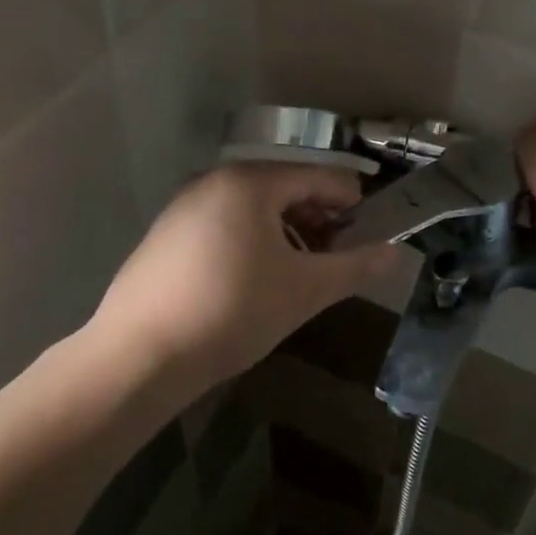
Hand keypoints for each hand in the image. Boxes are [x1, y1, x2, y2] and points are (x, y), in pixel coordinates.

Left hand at [85, 164, 404, 389]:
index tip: (368, 237)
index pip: (321, 177)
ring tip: (300, 273)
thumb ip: (357, 267)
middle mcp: (216, 180)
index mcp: (251, 182)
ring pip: (255, 207)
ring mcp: (185, 205)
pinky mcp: (166, 233)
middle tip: (336, 259)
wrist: (136, 358)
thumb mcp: (305, 290)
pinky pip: (225, 222)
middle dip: (320, 220)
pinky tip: (255, 281)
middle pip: (287, 187)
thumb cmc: (232, 312)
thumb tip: (399, 254)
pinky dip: (253, 240)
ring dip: (289, 232)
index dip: (352, 204)